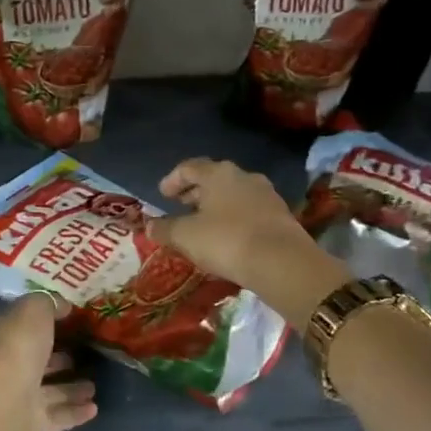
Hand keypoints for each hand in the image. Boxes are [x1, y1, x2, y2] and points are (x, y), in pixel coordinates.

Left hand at [0, 293, 97, 430]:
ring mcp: (8, 399)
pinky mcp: (23, 426)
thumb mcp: (32, 310)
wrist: (0, 402)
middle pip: (30, 360)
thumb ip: (47, 304)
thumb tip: (61, 305)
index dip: (37, 324)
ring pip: (43, 391)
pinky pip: (53, 416)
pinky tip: (94, 409)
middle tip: (83, 356)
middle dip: (57, 359)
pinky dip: (72, 412)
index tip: (65, 323)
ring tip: (94, 386)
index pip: (12, 325)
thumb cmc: (13, 346)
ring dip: (69, 389)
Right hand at [147, 158, 305, 287]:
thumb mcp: (185, 236)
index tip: (162, 195)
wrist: (282, 263)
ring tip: (202, 224)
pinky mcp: (281, 216)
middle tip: (180, 207)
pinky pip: (249, 211)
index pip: (189, 168)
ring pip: (233, 194)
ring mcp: (266, 195)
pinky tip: (227, 237)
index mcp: (218, 174)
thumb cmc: (226, 240)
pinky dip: (233, 218)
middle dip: (194, 193)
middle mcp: (244, 176)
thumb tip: (148, 226)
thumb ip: (164, 229)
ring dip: (215, 206)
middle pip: (213, 179)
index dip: (172, 180)